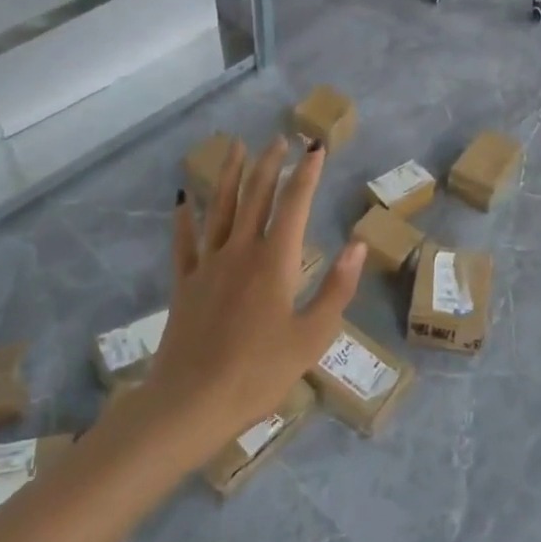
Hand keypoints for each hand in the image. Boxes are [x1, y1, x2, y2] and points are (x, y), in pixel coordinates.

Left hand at [144, 139, 364, 459]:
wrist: (191, 402)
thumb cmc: (259, 373)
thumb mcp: (312, 335)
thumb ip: (337, 287)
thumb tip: (358, 244)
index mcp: (274, 261)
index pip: (294, 205)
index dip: (307, 174)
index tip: (316, 147)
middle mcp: (240, 251)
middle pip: (256, 196)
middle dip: (270, 164)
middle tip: (280, 139)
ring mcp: (208, 265)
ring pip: (220, 208)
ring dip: (230, 175)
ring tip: (236, 147)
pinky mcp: (184, 284)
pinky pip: (184, 242)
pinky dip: (184, 217)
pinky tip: (183, 198)